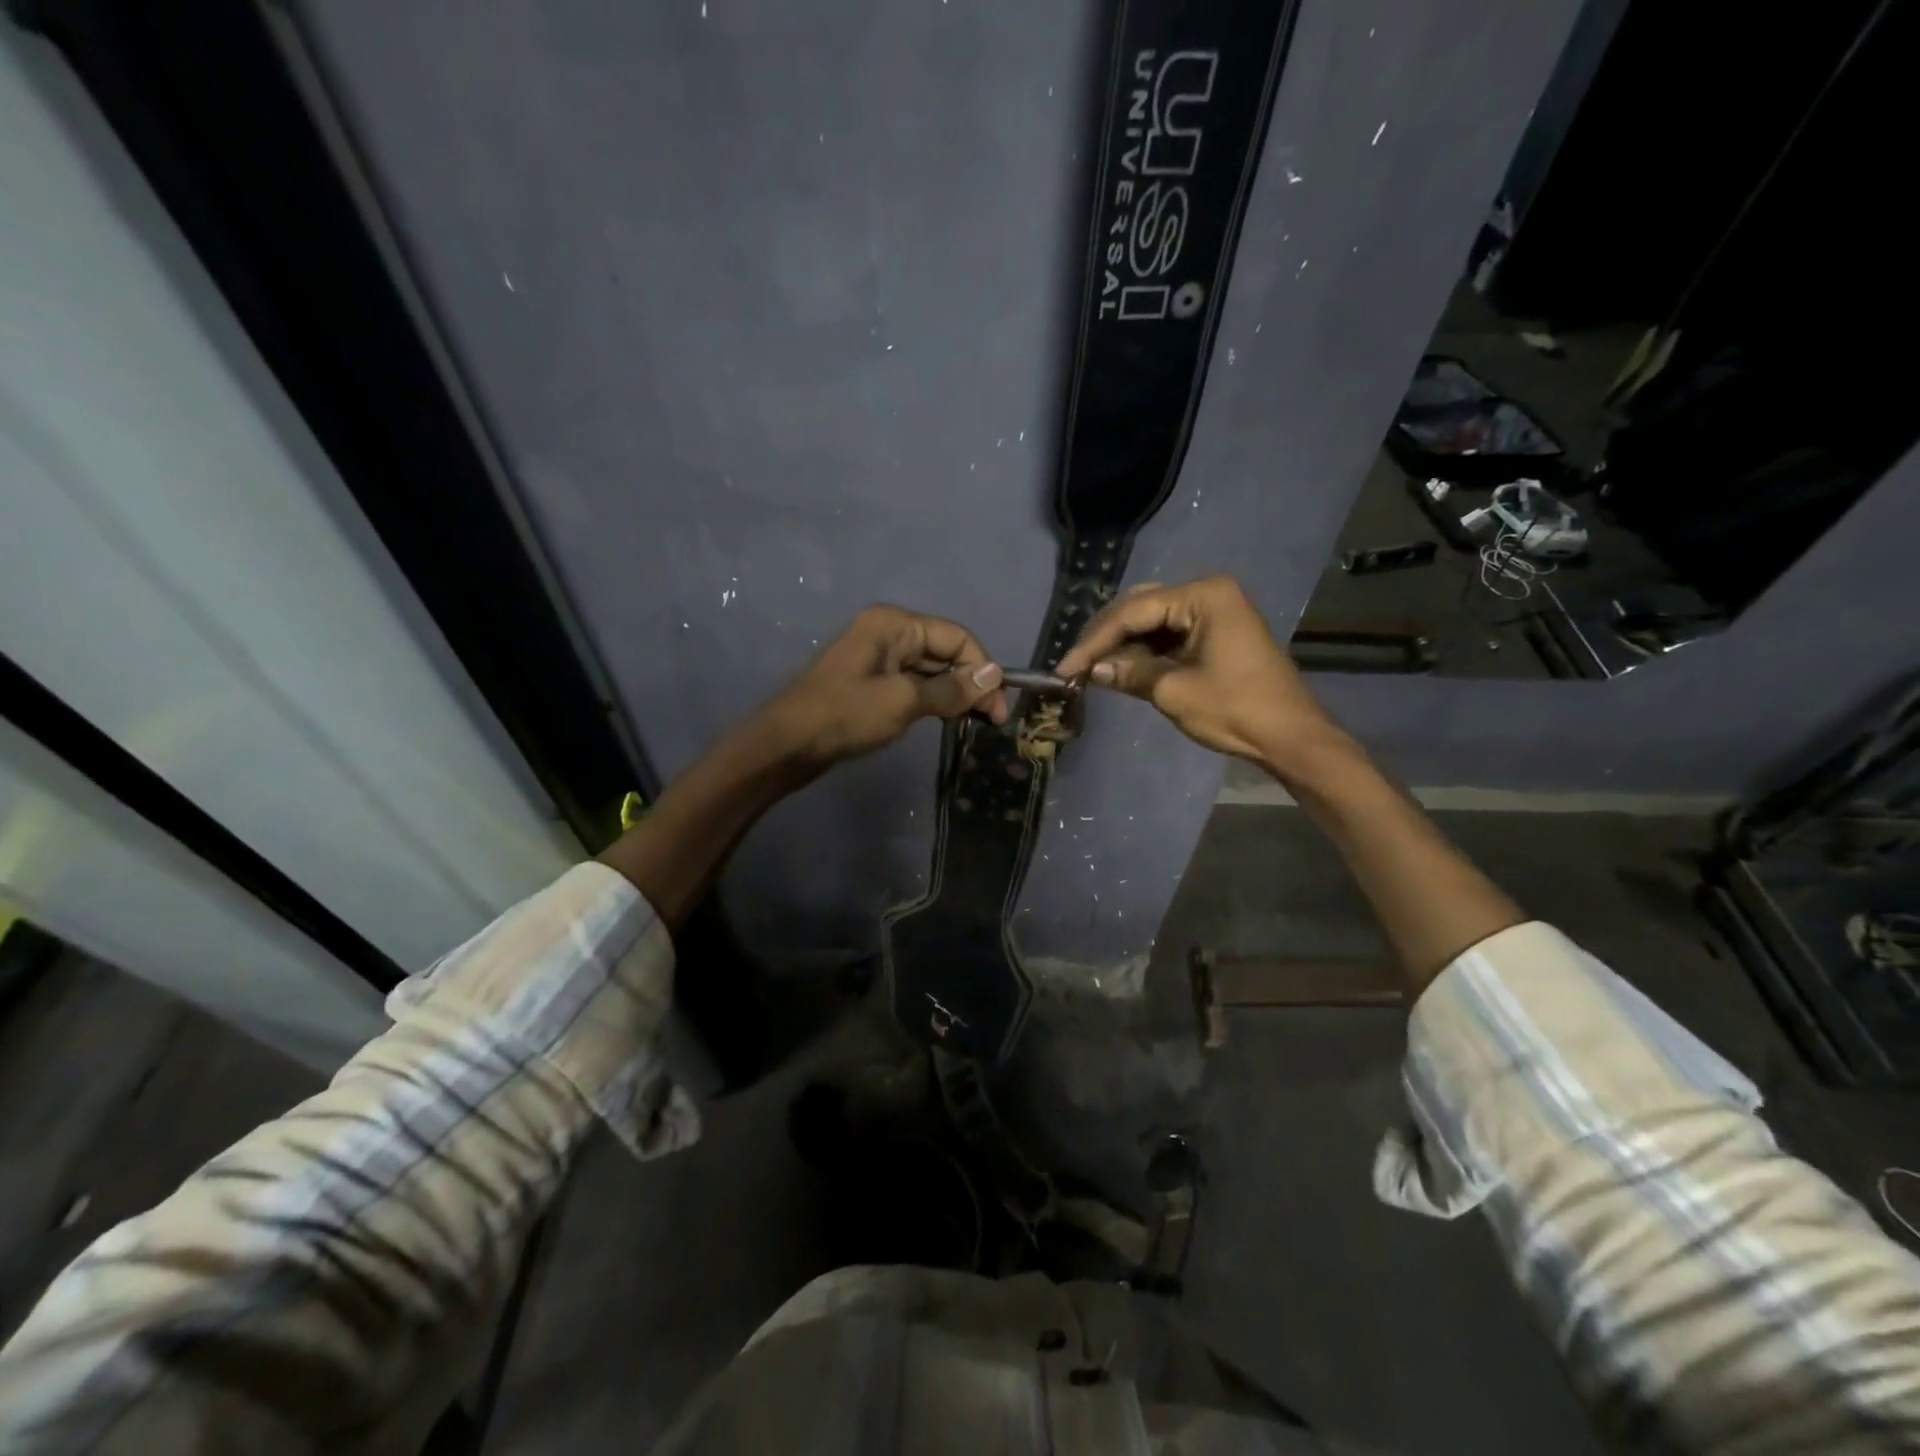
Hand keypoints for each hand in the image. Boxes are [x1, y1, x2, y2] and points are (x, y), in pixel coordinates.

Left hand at [753, 604, 1007, 773]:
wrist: (787, 745)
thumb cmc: (844, 715)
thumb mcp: (903, 701)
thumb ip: (951, 689)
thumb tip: (994, 676)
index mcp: (894, 624)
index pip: (957, 637)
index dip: (983, 669)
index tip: (999, 708)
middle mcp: (888, 632)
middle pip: (945, 651)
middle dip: (971, 682)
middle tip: (991, 721)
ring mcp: (879, 657)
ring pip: (931, 670)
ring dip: (954, 693)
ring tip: (974, 723)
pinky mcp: (872, 682)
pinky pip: (914, 684)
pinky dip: (934, 700)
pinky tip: (946, 719)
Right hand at [1054, 575, 1343, 771]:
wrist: (1290, 736)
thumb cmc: (1236, 709)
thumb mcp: (1174, 691)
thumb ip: (1130, 673)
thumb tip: (1094, 671)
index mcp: (1203, 596)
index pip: (1133, 612)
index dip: (1094, 641)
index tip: (1065, 667)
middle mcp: (1207, 593)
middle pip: (1140, 608)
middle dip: (1105, 637)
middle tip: (1075, 665)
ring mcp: (1213, 612)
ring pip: (1152, 621)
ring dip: (1122, 645)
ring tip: (1090, 669)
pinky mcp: (1215, 633)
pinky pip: (1168, 635)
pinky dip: (1143, 651)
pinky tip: (1119, 667)